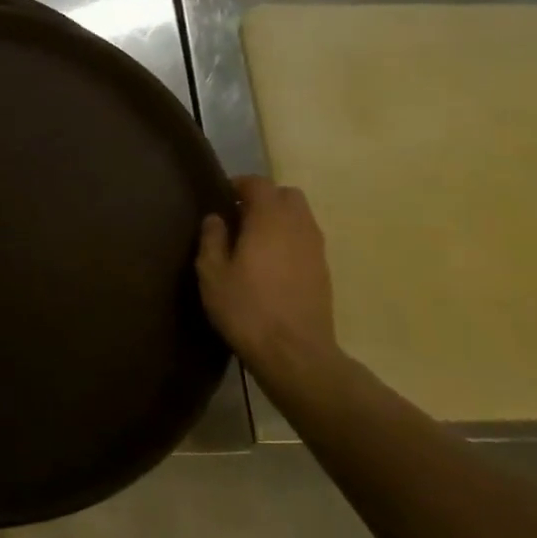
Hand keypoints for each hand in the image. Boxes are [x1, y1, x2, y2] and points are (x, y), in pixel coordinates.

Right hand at [195, 176, 340, 385]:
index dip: (240, 184)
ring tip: (254, 241)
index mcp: (269, 220)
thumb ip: (212, 239)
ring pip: (301, 217)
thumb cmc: (246, 308)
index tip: (222, 197)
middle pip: (287, 195)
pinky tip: (271, 263)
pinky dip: (290, 239)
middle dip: (265, 198)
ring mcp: (316, 249)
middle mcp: (298, 226)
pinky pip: (306, 239)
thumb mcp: (213, 274)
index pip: (259, 184)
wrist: (294, 353)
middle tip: (240, 217)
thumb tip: (216, 218)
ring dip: (279, 219)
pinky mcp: (323, 271)